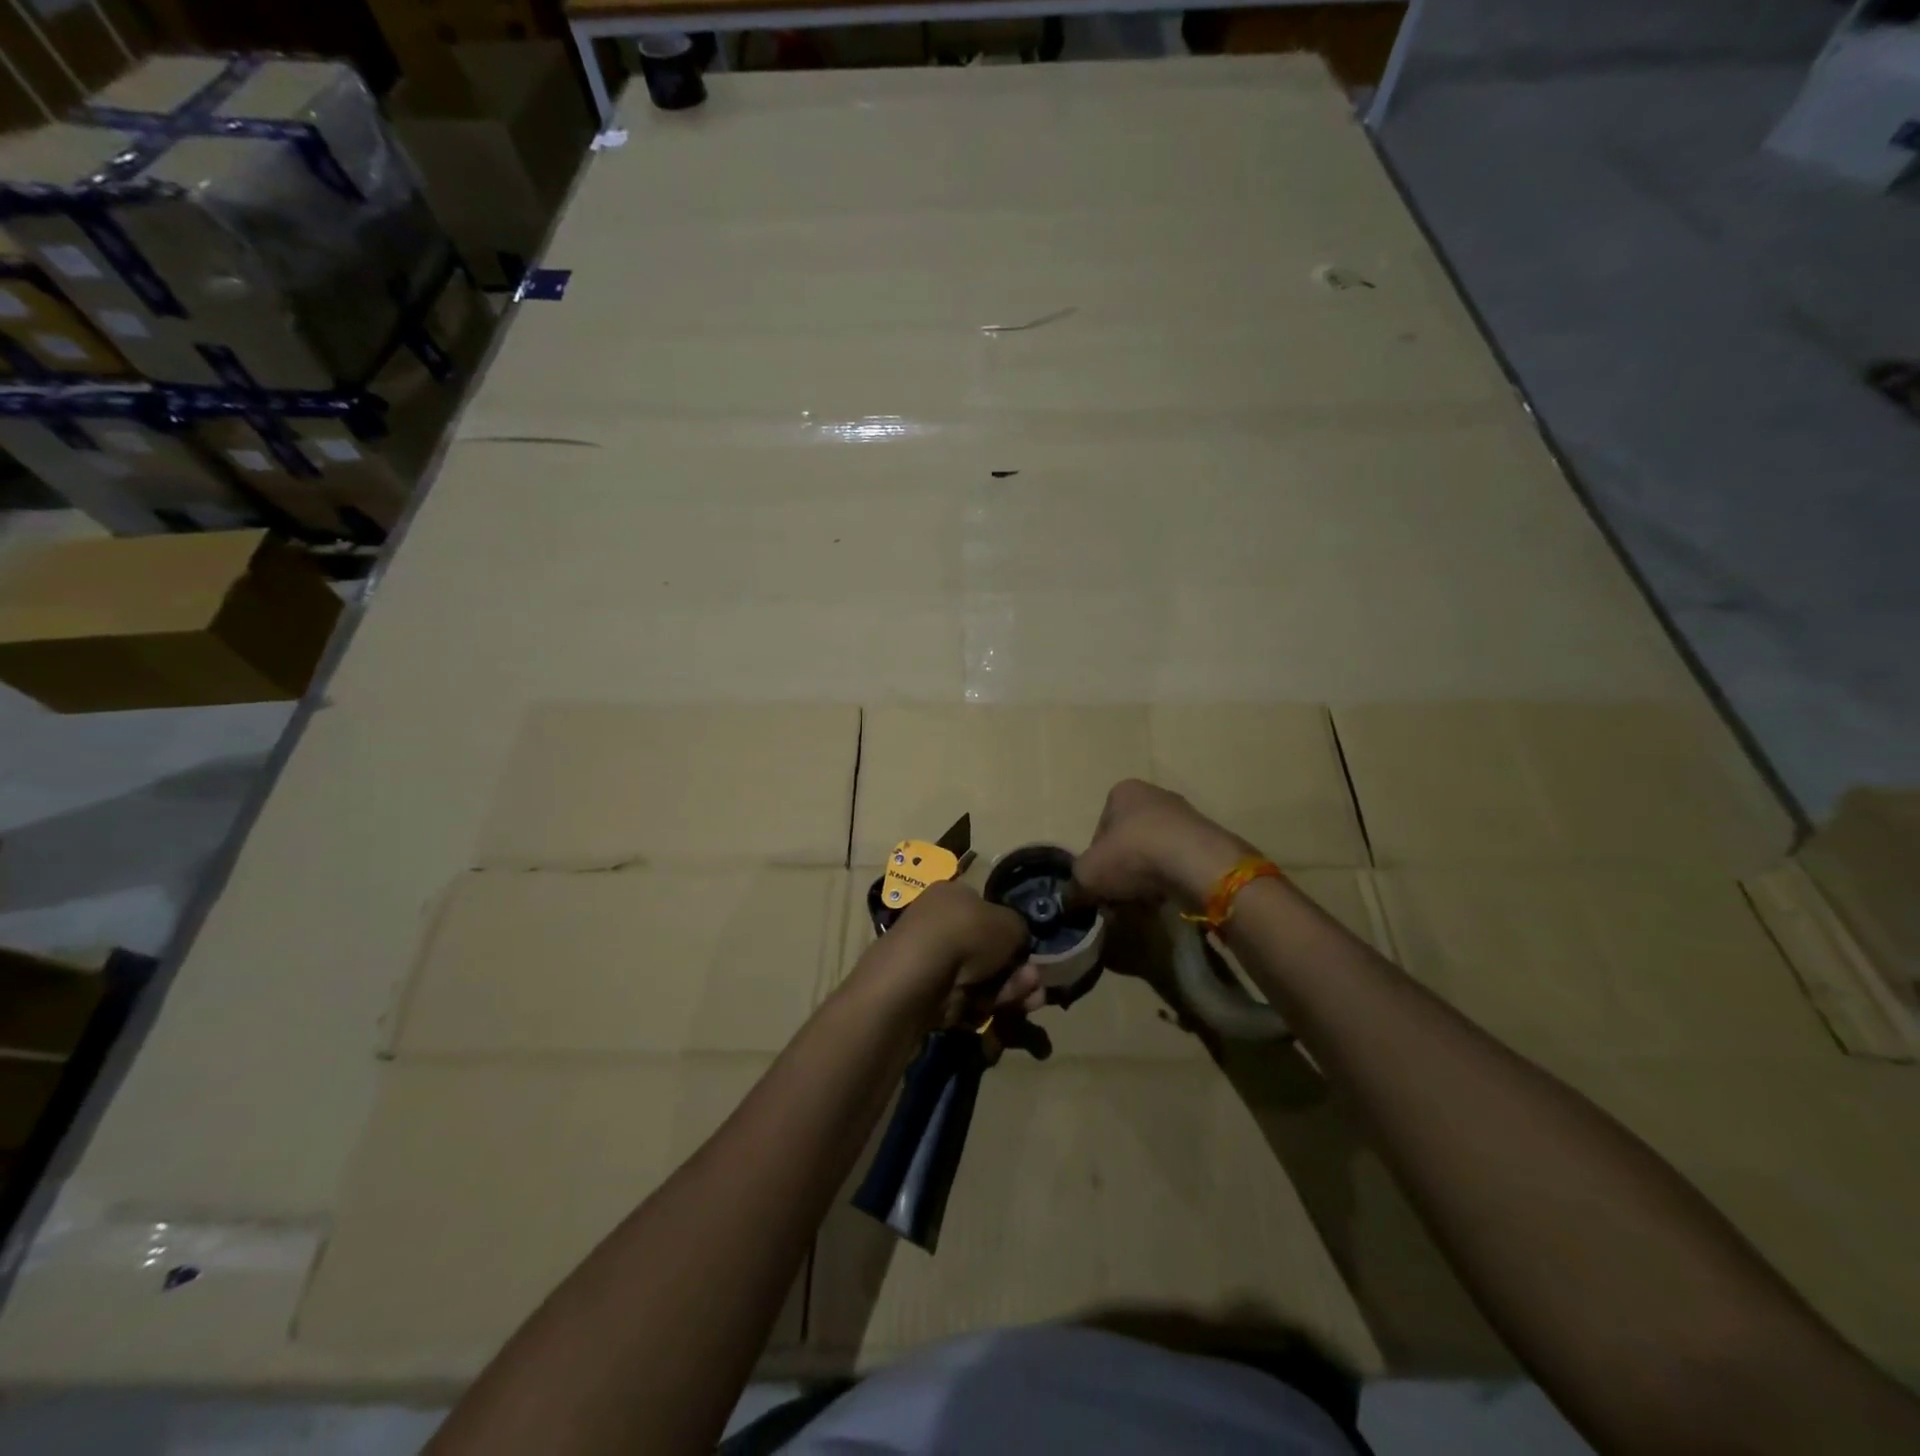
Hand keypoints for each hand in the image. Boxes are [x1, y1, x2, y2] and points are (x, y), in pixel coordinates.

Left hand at [870, 880, 1043, 1028]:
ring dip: (1009, 990)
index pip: (987, 910)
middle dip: (1017, 969)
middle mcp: (938, 924)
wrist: (918, 978)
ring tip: (1031, 1001)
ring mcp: (930, 961)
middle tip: (1035, 983)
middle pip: (987, 950)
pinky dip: (985, 1007)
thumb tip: (1017, 941)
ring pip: (981, 978)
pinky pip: (964, 1000)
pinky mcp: (926, 995)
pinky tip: (1000, 1011)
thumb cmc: (965, 934)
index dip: (1011, 934)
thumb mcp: (1009, 923)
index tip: (1030, 953)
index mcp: (952, 895)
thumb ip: (1019, 930)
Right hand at [1072, 779, 1254, 907]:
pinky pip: (1180, 862)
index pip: (1100, 830)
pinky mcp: (1208, 838)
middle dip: (1123, 868)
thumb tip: (1071, 898)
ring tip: (1146, 901)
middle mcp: (1154, 795)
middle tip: (1120, 895)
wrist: (1197, 863)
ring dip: (1148, 875)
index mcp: (1122, 792)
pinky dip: (1172, 879)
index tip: (1099, 884)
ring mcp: (1186, 815)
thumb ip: (1075, 884)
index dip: (1096, 860)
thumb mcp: (1088, 874)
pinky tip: (1170, 897)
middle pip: (1129, 840)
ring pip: (1155, 852)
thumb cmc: (1133, 855)